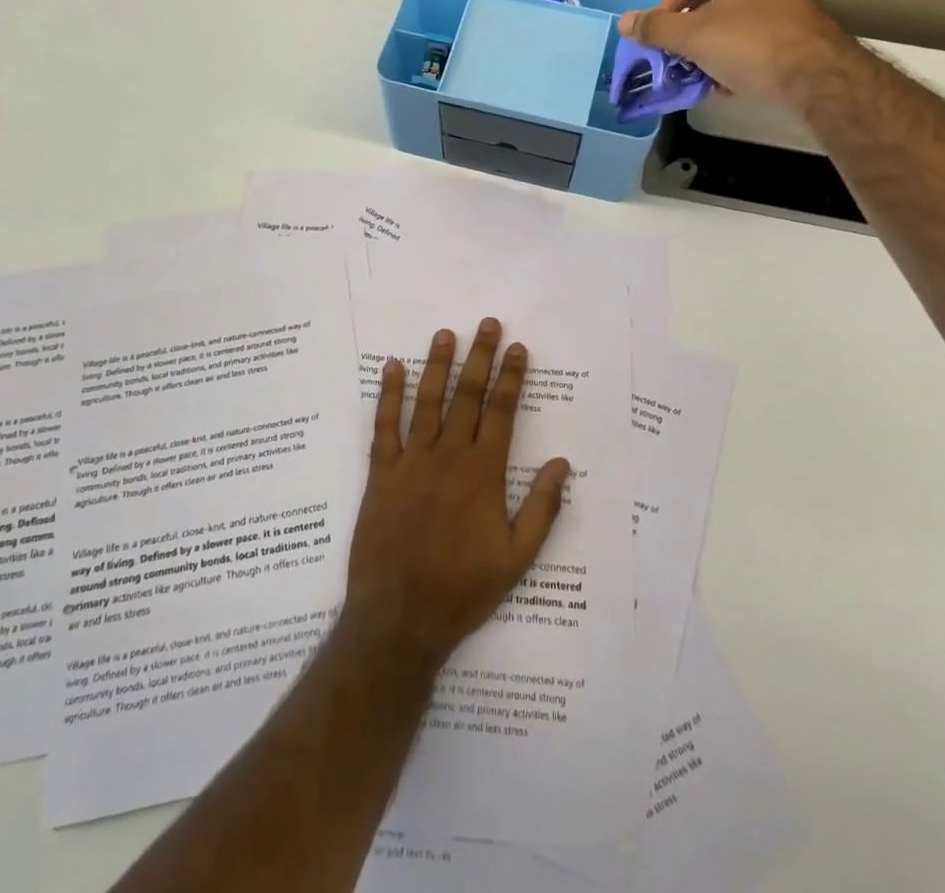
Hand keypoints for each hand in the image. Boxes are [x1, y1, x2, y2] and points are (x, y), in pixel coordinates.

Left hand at [341, 318, 570, 673]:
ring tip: (445, 334)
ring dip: (437, 365)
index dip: (512, 378)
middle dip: (480, 357)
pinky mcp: (381, 473)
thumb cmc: (464, 589)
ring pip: (427, 402)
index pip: (502, 412)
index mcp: (484, 474)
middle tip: (487, 324)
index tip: (518, 348)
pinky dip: (388, 395)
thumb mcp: (517, 557)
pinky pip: (384, 426)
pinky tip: (391, 367)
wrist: (400, 618)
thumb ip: (542, 508)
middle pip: (467, 396)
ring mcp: (411, 462)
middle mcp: (449, 457)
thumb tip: (563, 464)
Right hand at [618, 0, 844, 104]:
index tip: (662, 27)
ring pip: (732, 24)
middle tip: (675, 53)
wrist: (817, 78)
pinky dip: (735, 59)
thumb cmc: (748, 45)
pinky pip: (753, 42)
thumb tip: (624, 21)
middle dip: (688, 30)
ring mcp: (784, 6)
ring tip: (698, 74)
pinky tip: (728, 85)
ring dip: (709, 49)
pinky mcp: (796, 35)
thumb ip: (655, 28)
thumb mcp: (691, 37)